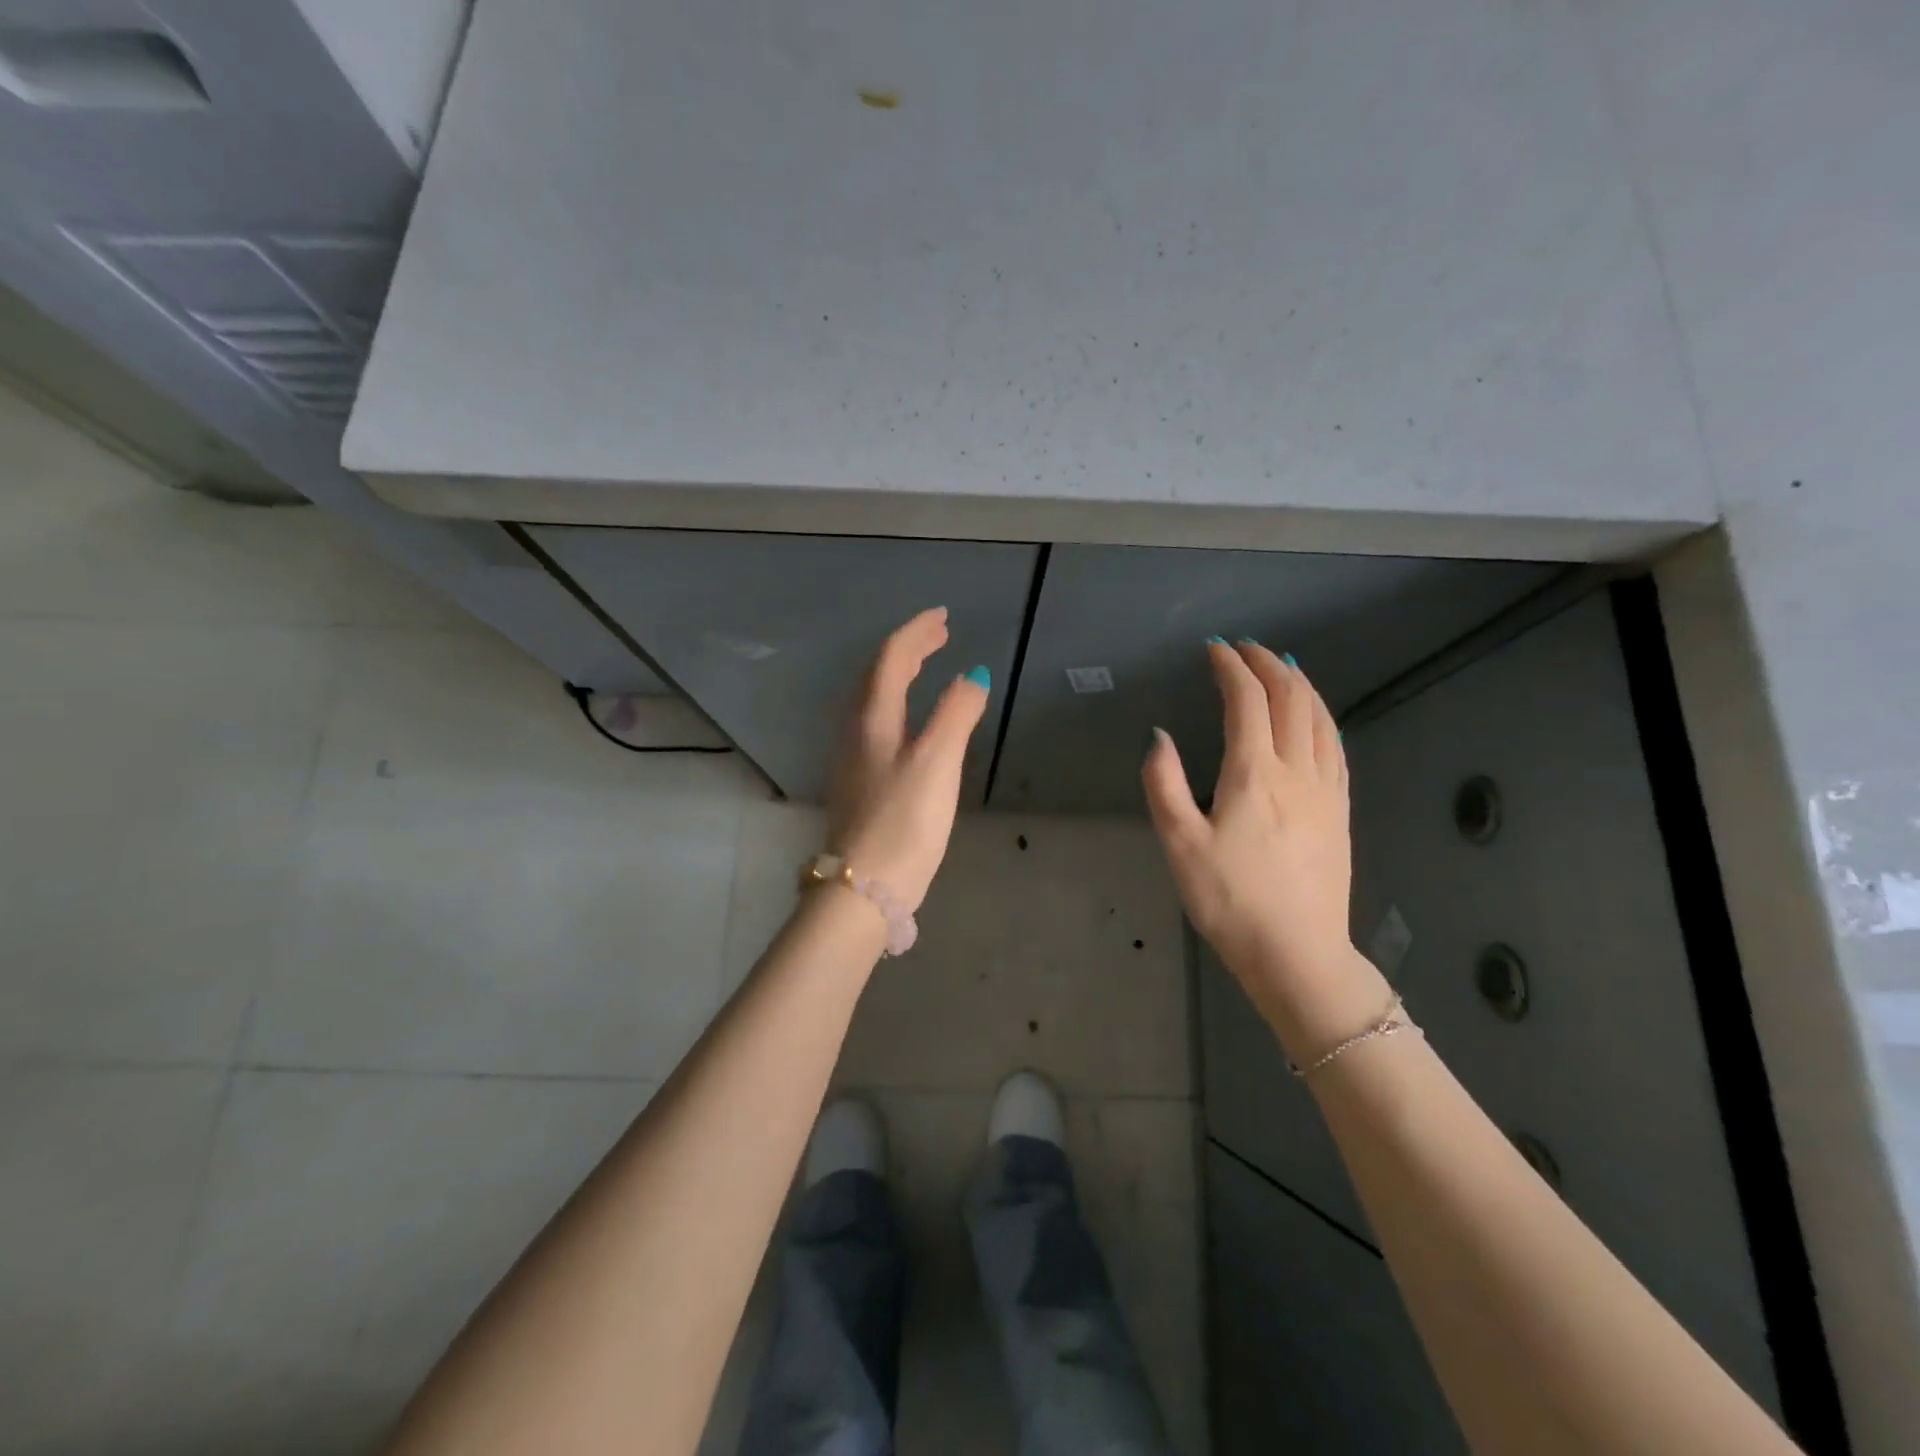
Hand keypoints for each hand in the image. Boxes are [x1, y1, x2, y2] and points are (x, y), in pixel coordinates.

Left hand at [824, 607, 990, 912]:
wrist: (863, 888)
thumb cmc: (903, 821)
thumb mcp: (937, 761)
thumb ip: (956, 714)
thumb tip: (973, 676)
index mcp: (873, 719)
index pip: (891, 658)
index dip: (917, 632)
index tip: (944, 617)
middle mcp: (856, 733)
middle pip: (878, 677)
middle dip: (909, 650)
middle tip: (940, 636)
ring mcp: (853, 761)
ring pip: (874, 702)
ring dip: (900, 677)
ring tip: (926, 669)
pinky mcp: (859, 786)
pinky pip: (877, 727)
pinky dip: (898, 707)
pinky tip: (912, 725)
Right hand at [1142, 640, 1364, 1026]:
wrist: (1297, 955)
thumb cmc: (1230, 902)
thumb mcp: (1180, 846)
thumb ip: (1164, 785)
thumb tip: (1160, 737)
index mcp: (1254, 775)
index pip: (1247, 701)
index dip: (1231, 668)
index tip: (1215, 650)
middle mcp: (1297, 771)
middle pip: (1291, 699)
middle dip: (1268, 664)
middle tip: (1246, 649)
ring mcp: (1326, 791)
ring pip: (1320, 718)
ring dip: (1300, 684)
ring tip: (1282, 667)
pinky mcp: (1341, 811)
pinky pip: (1336, 746)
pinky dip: (1322, 717)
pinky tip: (1315, 718)